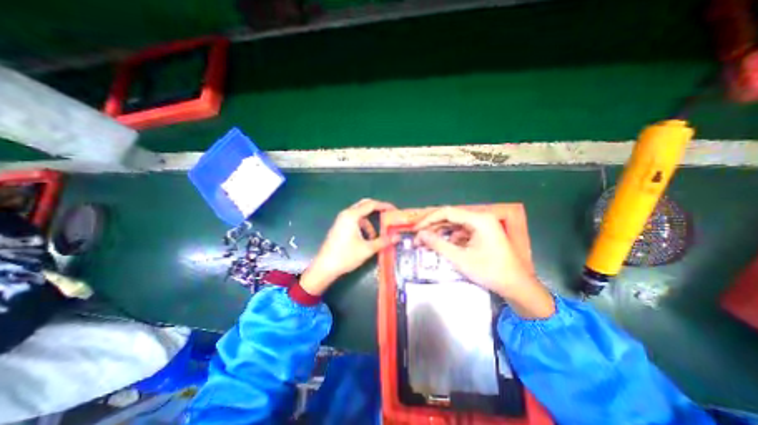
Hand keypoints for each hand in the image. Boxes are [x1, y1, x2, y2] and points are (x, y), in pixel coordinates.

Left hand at [301, 199, 398, 294]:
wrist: (324, 267)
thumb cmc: (346, 256)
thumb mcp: (367, 249)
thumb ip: (383, 241)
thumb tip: (398, 237)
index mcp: (352, 215)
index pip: (371, 205)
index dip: (384, 206)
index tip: (394, 210)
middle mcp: (346, 214)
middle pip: (364, 205)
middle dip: (377, 210)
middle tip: (387, 215)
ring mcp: (341, 220)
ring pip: (359, 215)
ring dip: (369, 223)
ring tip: (375, 237)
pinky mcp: (339, 227)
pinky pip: (354, 221)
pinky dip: (362, 227)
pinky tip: (365, 240)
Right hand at [413, 206, 553, 318]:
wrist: (516, 286)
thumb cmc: (490, 271)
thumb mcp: (460, 258)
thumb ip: (438, 244)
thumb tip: (419, 234)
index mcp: (478, 219)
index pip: (447, 212)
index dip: (428, 219)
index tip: (415, 229)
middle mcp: (480, 218)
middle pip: (450, 217)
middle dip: (432, 227)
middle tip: (417, 237)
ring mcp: (481, 226)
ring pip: (454, 225)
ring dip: (439, 232)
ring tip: (426, 242)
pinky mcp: (481, 234)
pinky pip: (461, 232)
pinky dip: (450, 238)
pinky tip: (442, 246)